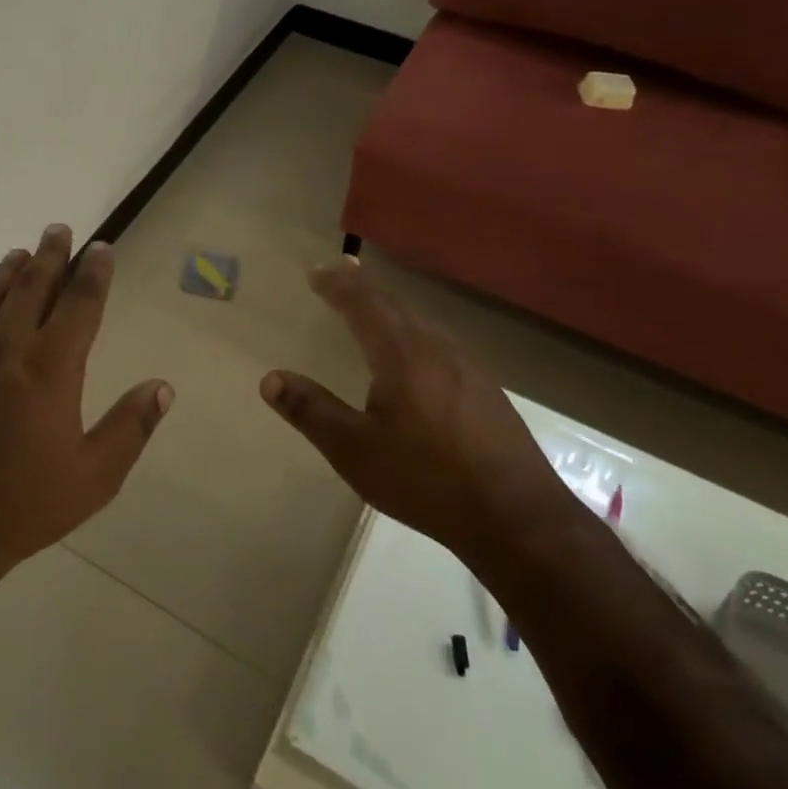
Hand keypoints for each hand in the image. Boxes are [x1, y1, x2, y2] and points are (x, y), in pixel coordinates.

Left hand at [0, 224, 173, 587]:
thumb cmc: (21, 506)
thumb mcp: (93, 477)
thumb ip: (131, 427)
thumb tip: (162, 386)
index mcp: (51, 368)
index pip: (80, 303)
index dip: (94, 272)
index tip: (101, 247)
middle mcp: (5, 348)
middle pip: (32, 285)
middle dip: (51, 253)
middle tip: (59, 229)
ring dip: (8, 270)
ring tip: (21, 252)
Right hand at [260, 258, 562, 552]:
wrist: (517, 516)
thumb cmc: (426, 480)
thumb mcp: (355, 450)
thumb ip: (311, 411)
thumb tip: (270, 378)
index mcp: (402, 354)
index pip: (364, 304)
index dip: (338, 286)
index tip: (316, 271)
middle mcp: (437, 348)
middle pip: (395, 305)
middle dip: (364, 287)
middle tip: (342, 272)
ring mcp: (469, 367)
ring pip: (421, 323)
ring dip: (392, 309)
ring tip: (374, 307)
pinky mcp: (487, 390)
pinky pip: (441, 343)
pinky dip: (415, 332)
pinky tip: (419, 354)